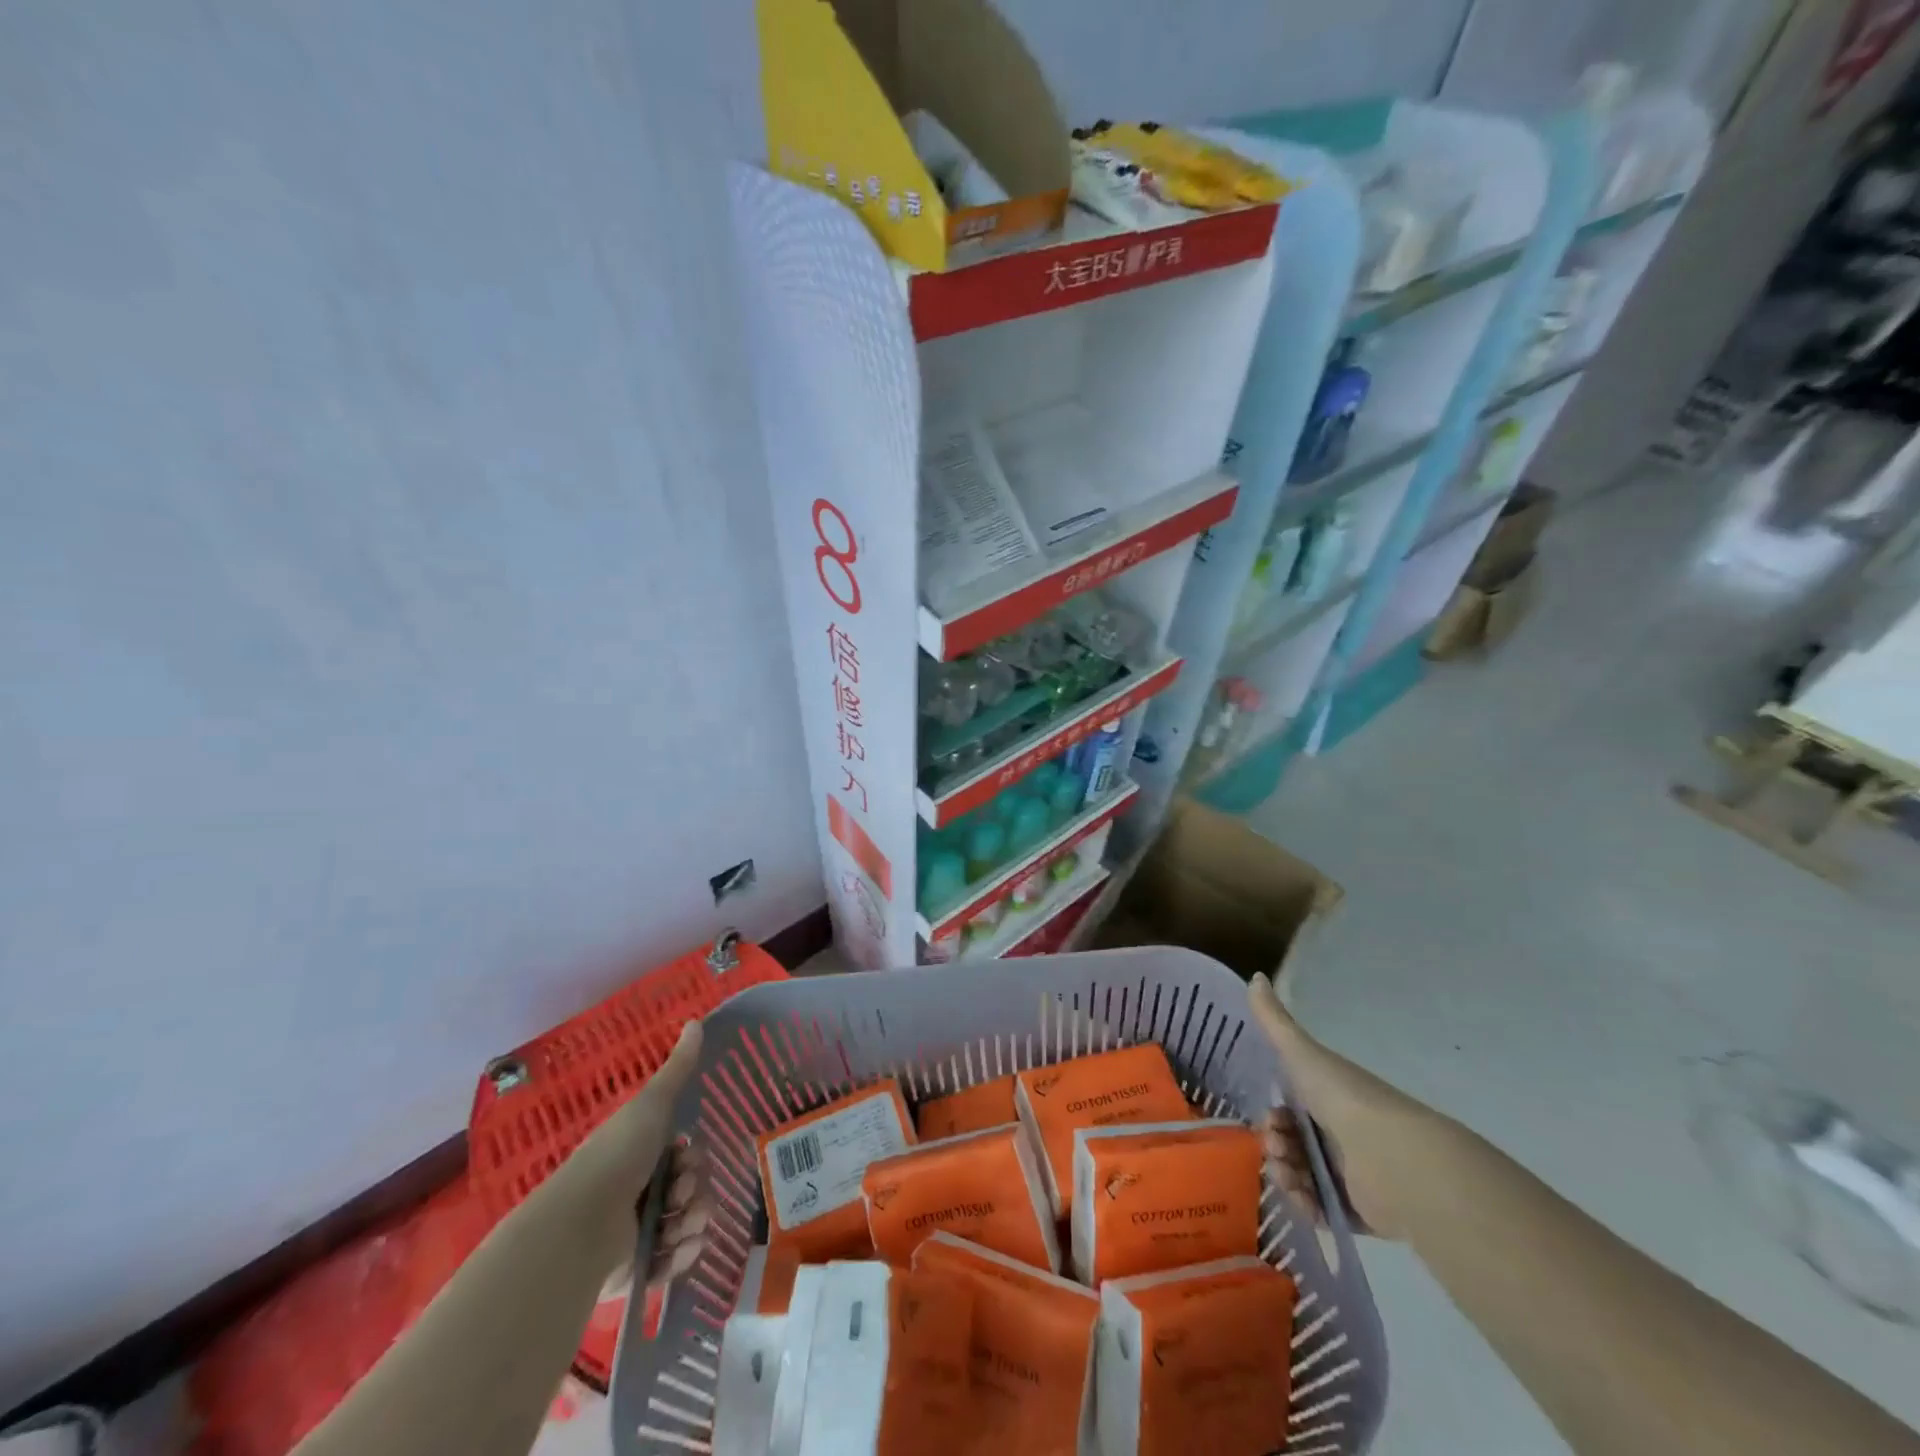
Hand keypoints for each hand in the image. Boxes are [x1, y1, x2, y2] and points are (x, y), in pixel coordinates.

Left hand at [565, 1022, 711, 1278]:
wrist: (578, 1228)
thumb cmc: (616, 1158)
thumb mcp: (650, 1105)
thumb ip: (677, 1069)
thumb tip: (697, 1020)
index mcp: (639, 1154)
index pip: (685, 1156)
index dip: (693, 1158)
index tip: (685, 1159)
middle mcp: (638, 1191)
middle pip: (690, 1189)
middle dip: (695, 1193)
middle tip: (679, 1198)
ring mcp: (635, 1232)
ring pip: (687, 1225)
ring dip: (693, 1224)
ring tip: (678, 1229)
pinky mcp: (634, 1270)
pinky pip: (673, 1262)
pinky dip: (680, 1256)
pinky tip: (677, 1250)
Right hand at [1247, 972, 1426, 1240]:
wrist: (1395, 1158)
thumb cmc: (1345, 1099)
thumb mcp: (1302, 1054)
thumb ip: (1274, 1021)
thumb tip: (1255, 976)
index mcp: (1329, 1099)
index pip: (1290, 1109)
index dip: (1273, 1115)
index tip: (1270, 1120)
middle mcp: (1340, 1134)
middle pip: (1292, 1143)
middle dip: (1275, 1146)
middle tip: (1278, 1150)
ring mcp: (1351, 1173)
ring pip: (1302, 1177)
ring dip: (1285, 1177)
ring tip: (1290, 1179)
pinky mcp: (1360, 1210)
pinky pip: (1323, 1211)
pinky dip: (1307, 1207)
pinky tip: (1303, 1200)